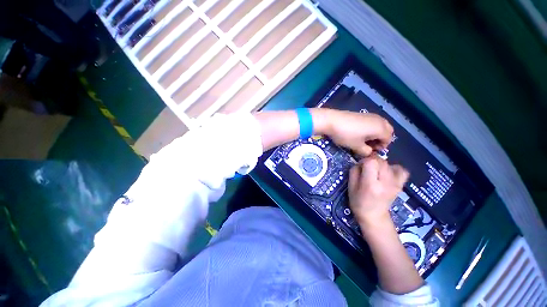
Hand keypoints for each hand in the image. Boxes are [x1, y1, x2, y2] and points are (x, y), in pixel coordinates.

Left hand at [313, 109, 393, 156]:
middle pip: (387, 131)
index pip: (388, 139)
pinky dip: (370, 129)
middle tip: (368, 145)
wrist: (332, 120)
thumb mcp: (356, 146)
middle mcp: (379, 120)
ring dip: (375, 134)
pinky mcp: (363, 114)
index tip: (370, 151)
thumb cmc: (346, 135)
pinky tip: (358, 133)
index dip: (381, 147)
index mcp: (381, 128)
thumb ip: (366, 152)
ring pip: (380, 126)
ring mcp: (371, 115)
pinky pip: (372, 122)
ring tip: (362, 140)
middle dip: (380, 139)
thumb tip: (369, 152)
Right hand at [348, 157, 408, 227]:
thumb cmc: (358, 202)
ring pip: (390, 164)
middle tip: (366, 169)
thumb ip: (354, 171)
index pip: (371, 162)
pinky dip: (394, 168)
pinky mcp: (400, 185)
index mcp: (371, 184)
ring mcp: (396, 184)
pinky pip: (401, 170)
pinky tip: (387, 173)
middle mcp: (386, 183)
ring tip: (376, 172)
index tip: (360, 166)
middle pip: (381, 161)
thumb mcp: (350, 187)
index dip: (364, 161)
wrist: (374, 216)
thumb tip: (360, 162)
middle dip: (372, 161)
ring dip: (380, 165)